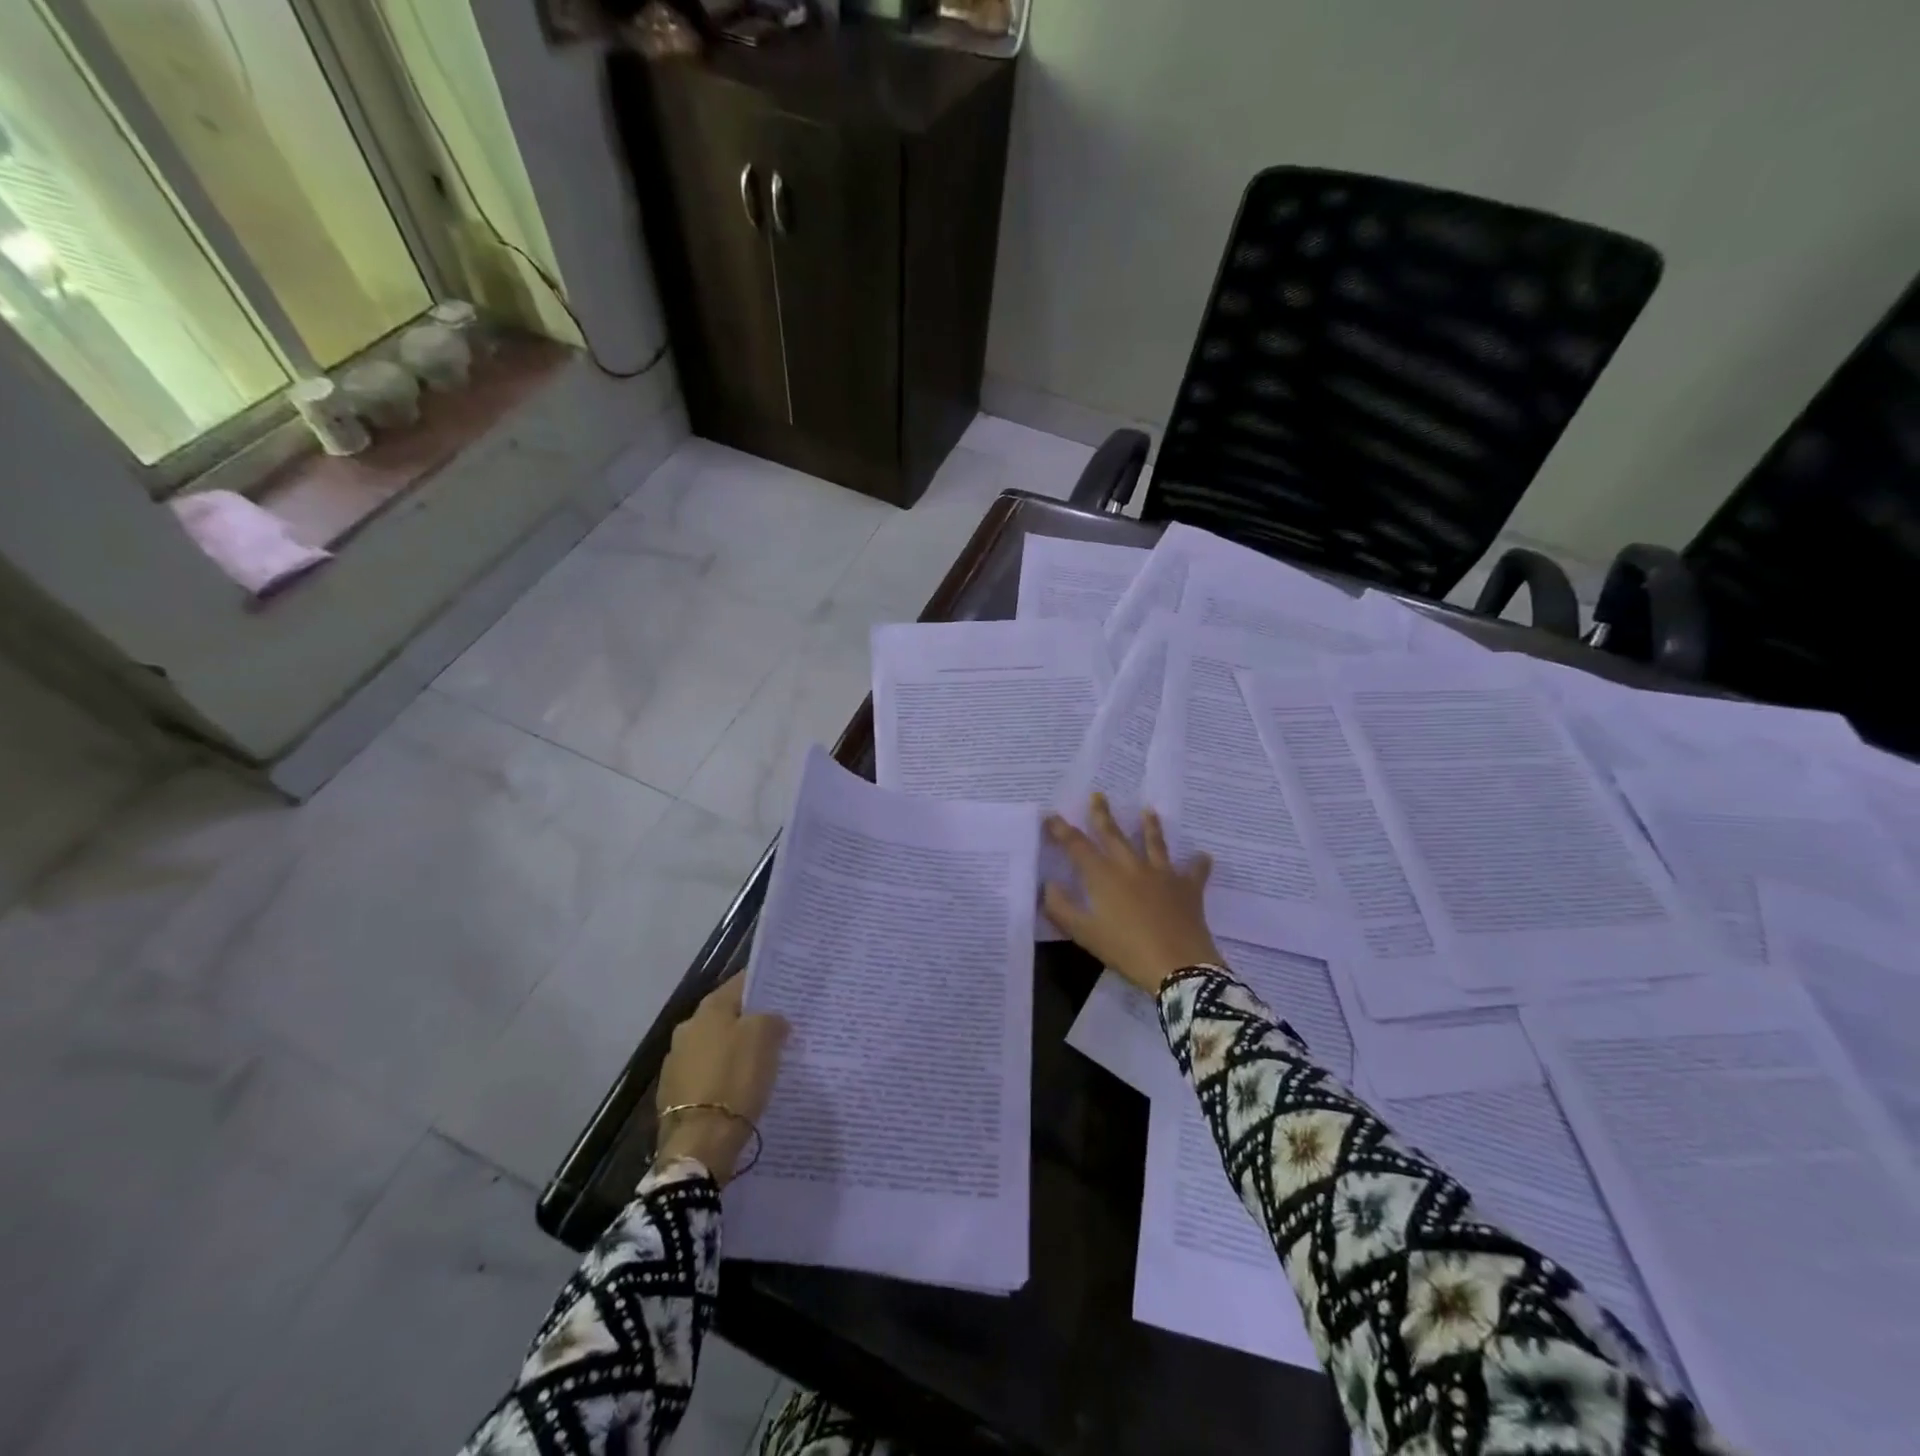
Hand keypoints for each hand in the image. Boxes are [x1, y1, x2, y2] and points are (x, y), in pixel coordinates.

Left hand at [656, 975, 788, 1184]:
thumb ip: (771, 1020)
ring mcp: (676, 1062)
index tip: (785, 993)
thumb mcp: (765, 1038)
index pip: (741, 983)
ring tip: (760, 1062)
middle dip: (749, 1021)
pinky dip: (722, 1076)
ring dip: (734, 1050)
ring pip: (715, 1045)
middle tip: (777, 1030)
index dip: (764, 986)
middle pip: (726, 1015)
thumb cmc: (735, 1079)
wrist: (699, 1143)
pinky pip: (706, 1074)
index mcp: (709, 1008)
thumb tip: (772, 1020)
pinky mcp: (673, 1094)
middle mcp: (687, 1028)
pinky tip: (738, 1089)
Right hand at [1043, 794, 1220, 995]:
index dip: (1062, 830)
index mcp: (1103, 876)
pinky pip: (1194, 872)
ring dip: (1150, 826)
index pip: (1077, 846)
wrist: (1178, 965)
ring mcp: (1162, 875)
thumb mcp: (1084, 933)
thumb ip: (1061, 908)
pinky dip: (1198, 864)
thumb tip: (1048, 885)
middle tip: (1098, 795)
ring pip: (1154, 844)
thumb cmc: (1126, 949)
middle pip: (1114, 835)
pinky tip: (1203, 856)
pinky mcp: (1188, 889)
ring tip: (1148, 810)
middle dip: (1103, 815)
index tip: (1051, 816)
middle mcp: (1131, 867)